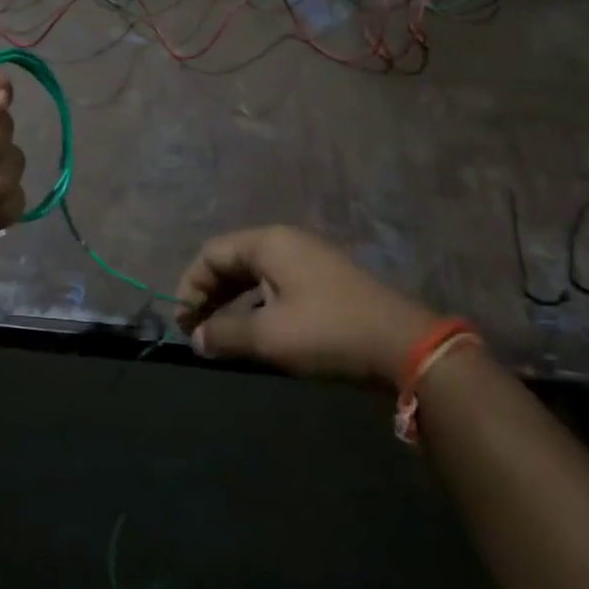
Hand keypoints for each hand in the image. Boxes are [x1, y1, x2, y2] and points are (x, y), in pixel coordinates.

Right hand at [174, 226, 440, 384]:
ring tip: (220, 334)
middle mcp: (286, 242)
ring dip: (231, 301)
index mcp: (268, 243)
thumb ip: (224, 333)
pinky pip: (275, 284)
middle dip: (208, 294)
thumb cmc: (328, 333)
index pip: (211, 253)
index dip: (190, 286)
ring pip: (254, 274)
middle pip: (231, 260)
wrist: (404, 346)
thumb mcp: (268, 336)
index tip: (184, 323)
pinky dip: (256, 304)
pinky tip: (255, 331)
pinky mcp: (325, 280)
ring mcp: (309, 259)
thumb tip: (197, 339)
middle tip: (196, 330)